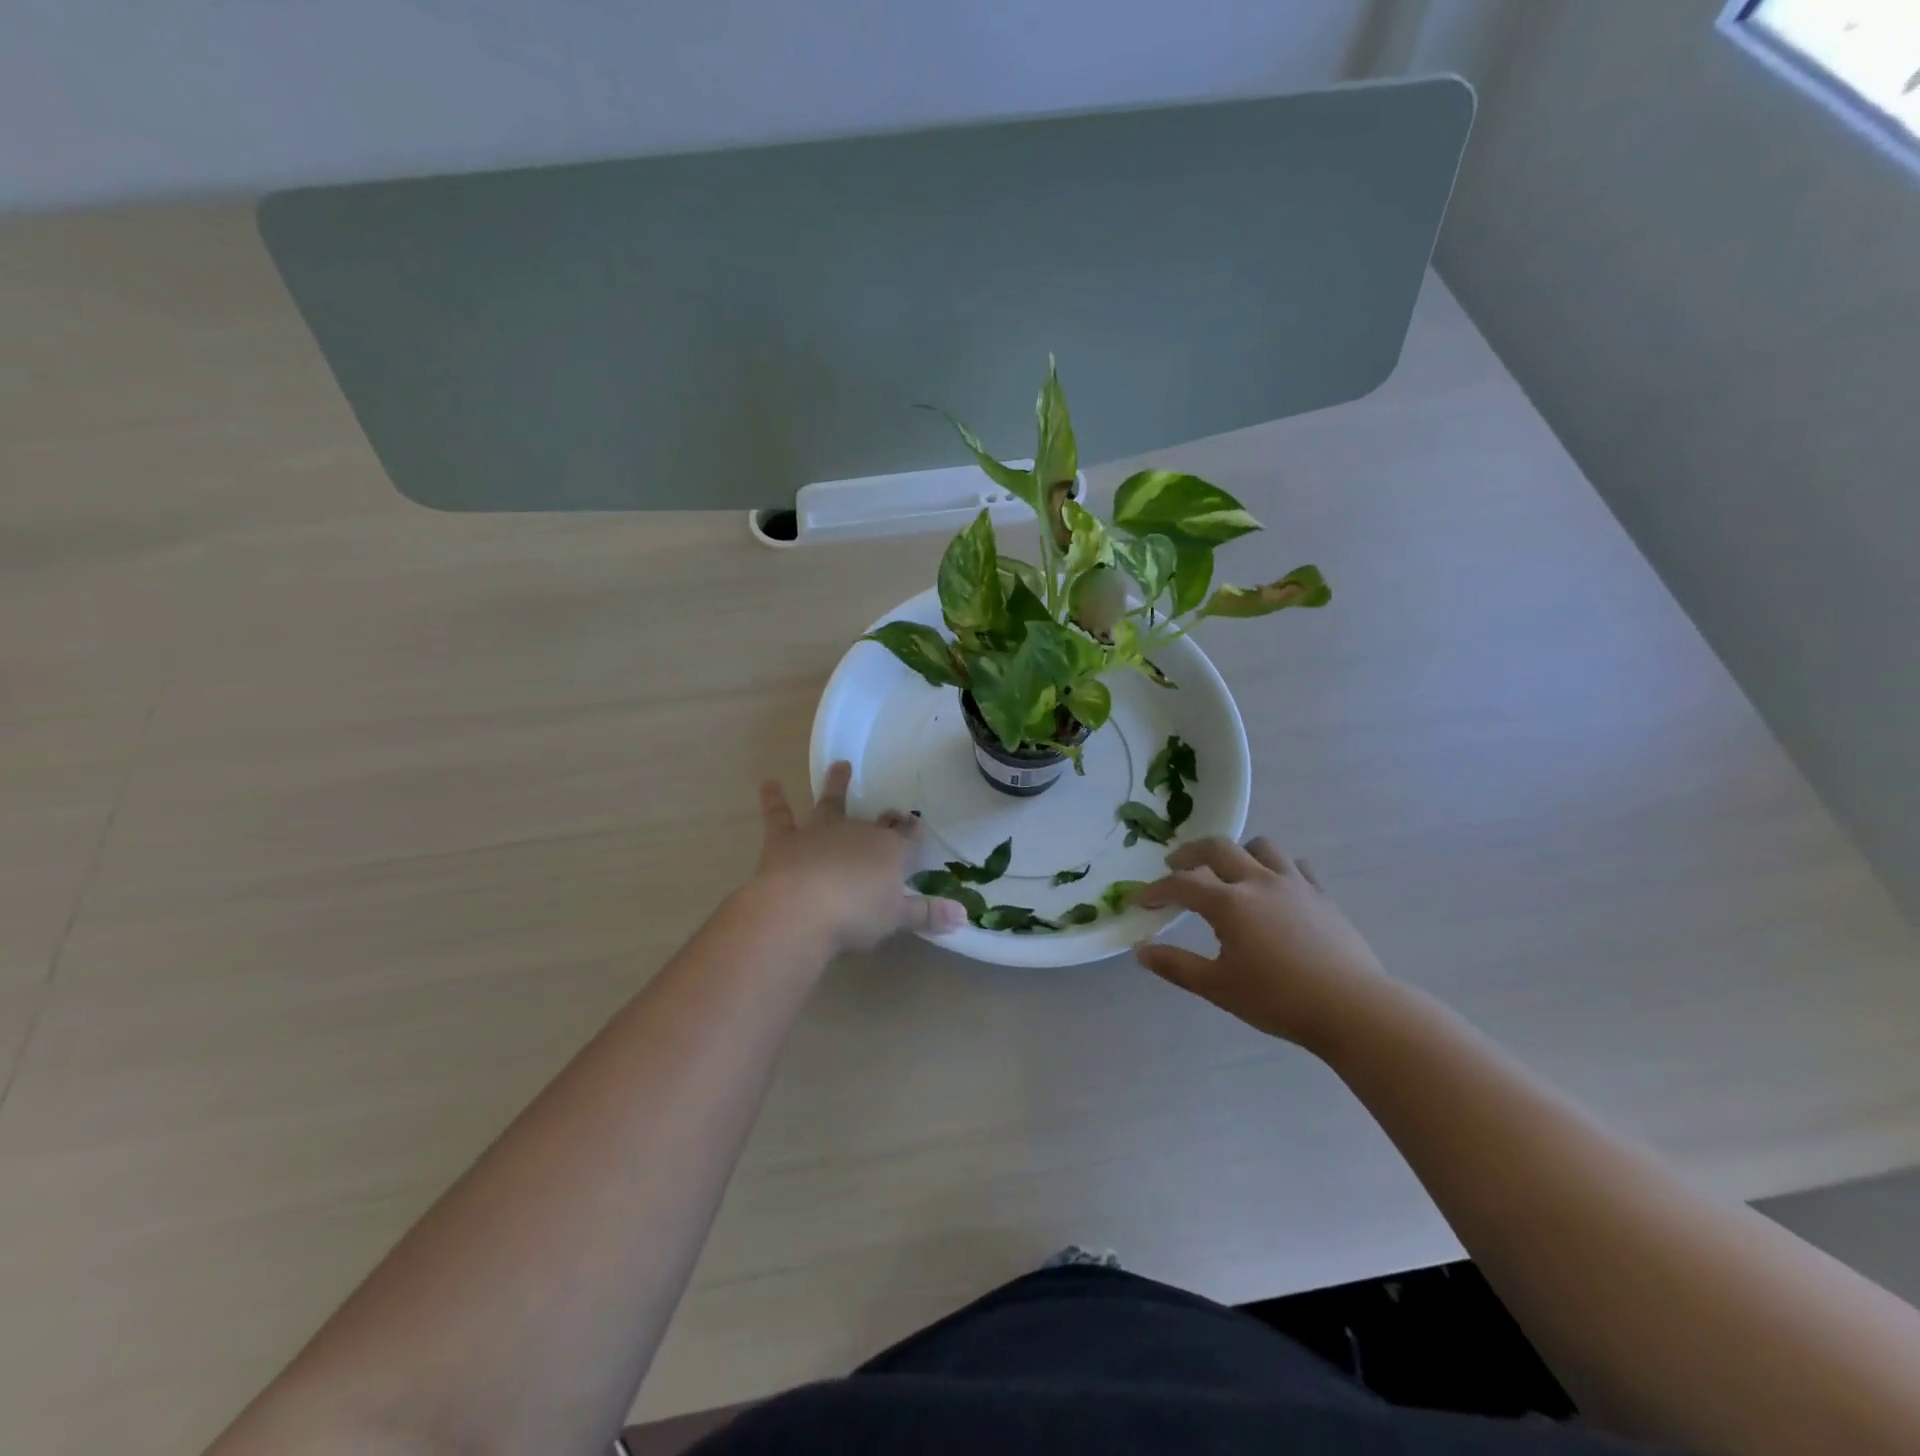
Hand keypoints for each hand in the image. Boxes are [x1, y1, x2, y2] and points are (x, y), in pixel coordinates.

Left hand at [749, 761, 965, 954]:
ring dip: (836, 785)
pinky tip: (768, 782)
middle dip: (886, 818)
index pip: (907, 838)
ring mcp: (820, 832)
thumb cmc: (855, 916)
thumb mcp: (896, 920)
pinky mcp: (786, 840)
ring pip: (831, 803)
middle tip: (891, 813)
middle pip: (876, 823)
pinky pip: (780, 815)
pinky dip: (774, 798)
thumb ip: (927, 915)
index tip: (915, 827)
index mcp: (889, 852)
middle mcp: (857, 833)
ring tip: (840, 765)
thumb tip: (963, 916)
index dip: (912, 833)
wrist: (801, 909)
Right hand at [1135, 837, 1392, 1050]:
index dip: (1157, 889)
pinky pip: (1296, 866)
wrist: (1352, 1008)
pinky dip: (1278, 868)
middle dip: (1190, 853)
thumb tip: (1141, 950)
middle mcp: (1258, 882)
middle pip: (1218, 848)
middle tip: (1175, 865)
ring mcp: (1294, 884)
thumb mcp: (1218, 988)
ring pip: (1261, 847)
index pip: (1182, 884)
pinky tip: (1276, 886)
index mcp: (1229, 903)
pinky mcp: (1322, 895)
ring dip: (1238, 852)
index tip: (1142, 900)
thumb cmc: (1278, 999)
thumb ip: (1176, 966)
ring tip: (1229, 870)